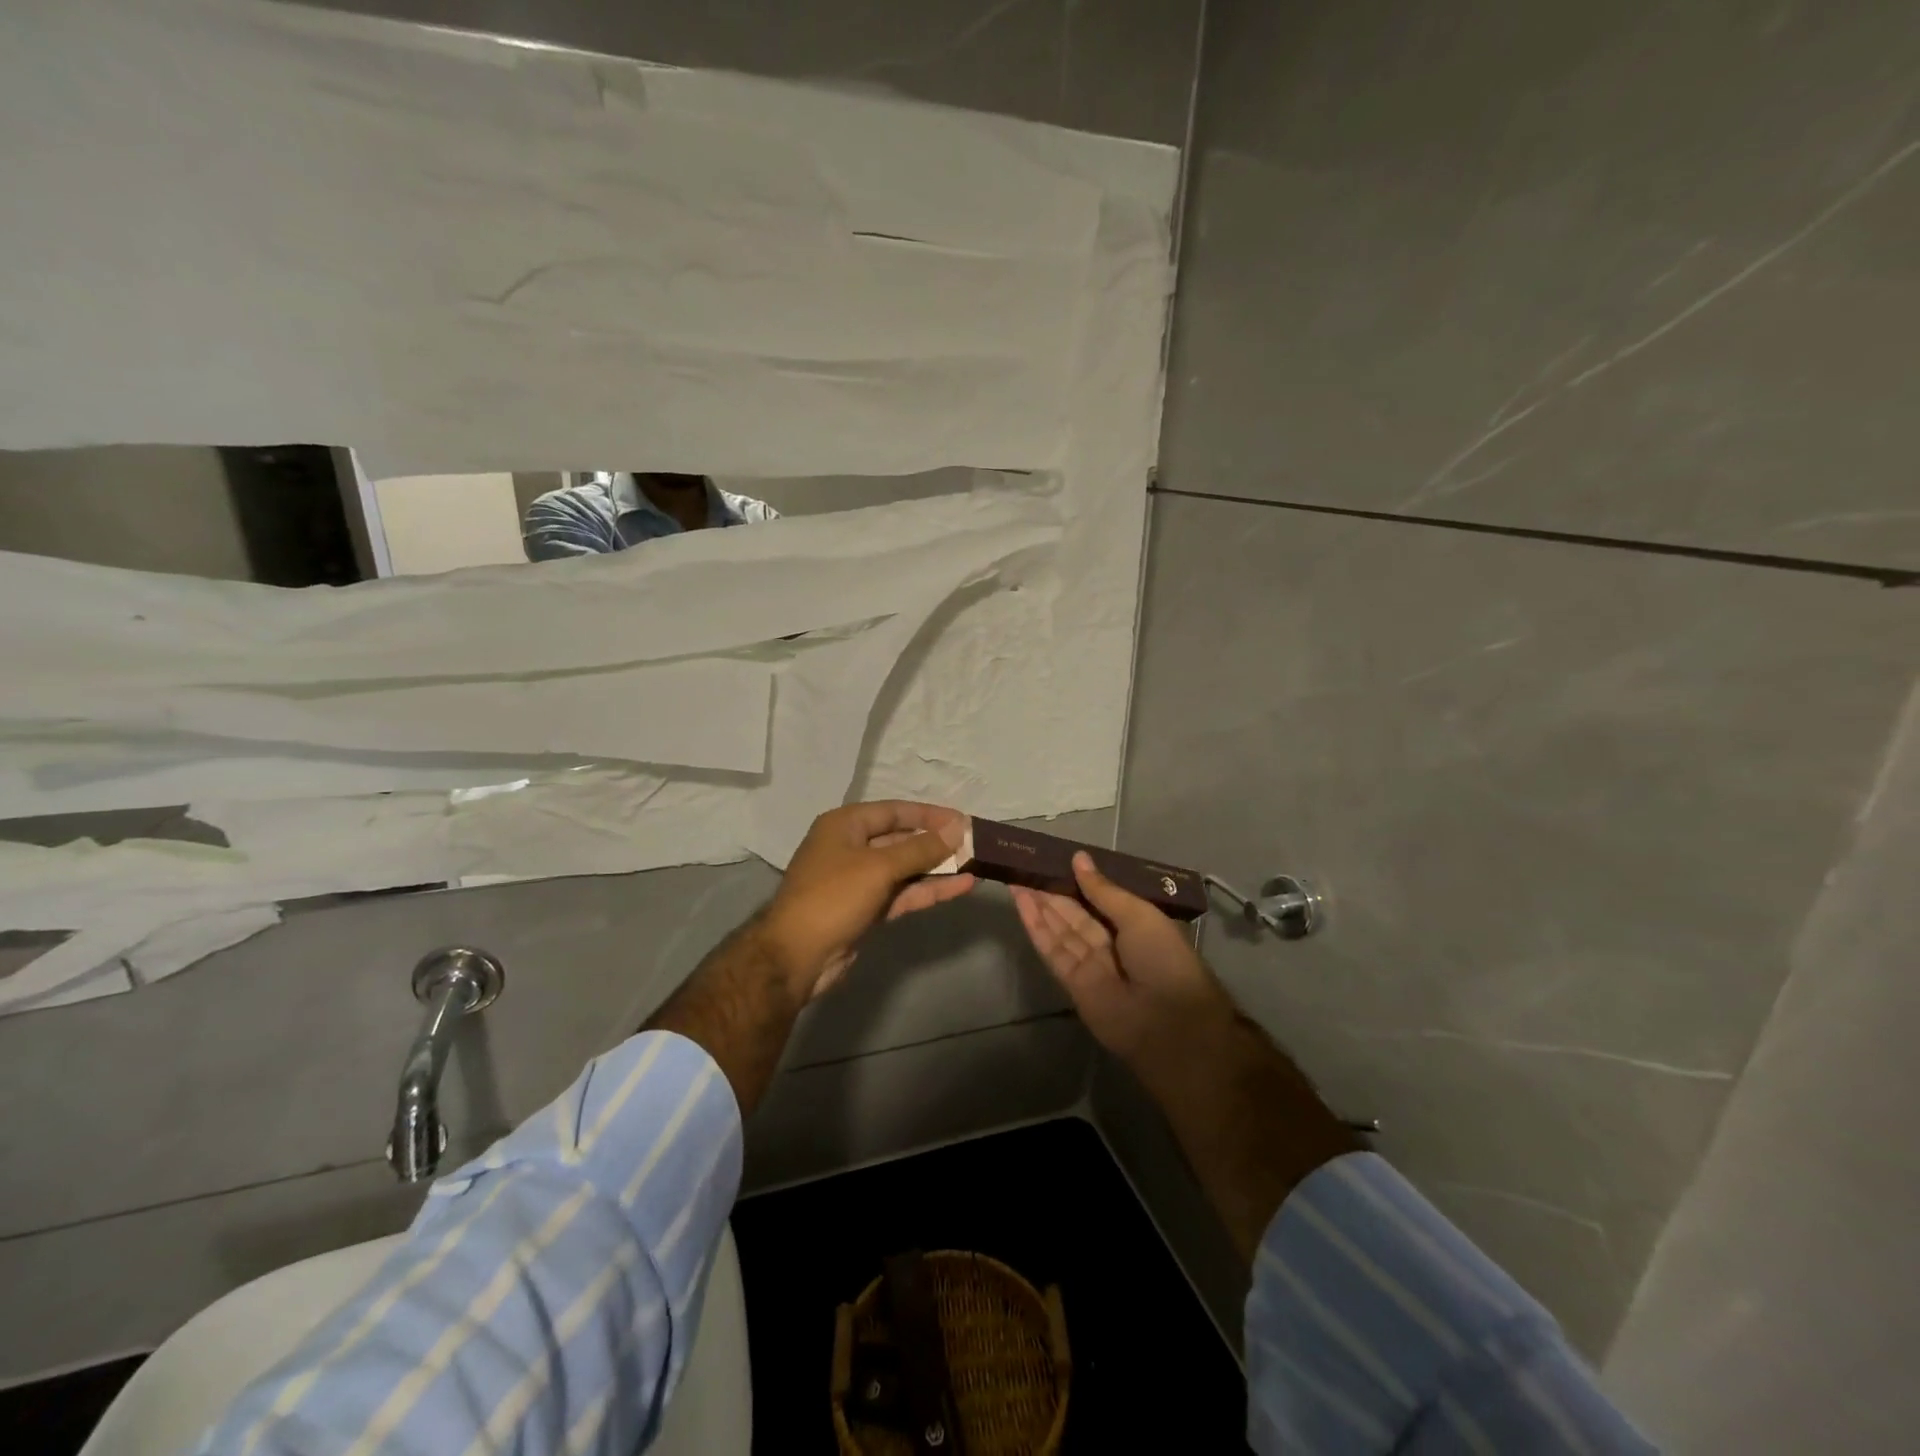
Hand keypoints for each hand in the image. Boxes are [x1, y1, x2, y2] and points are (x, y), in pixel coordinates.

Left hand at [758, 801, 974, 999]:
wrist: (796, 956)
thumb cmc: (833, 897)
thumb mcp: (879, 867)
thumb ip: (921, 848)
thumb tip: (957, 828)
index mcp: (845, 825)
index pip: (894, 811)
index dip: (929, 815)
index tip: (962, 820)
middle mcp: (851, 847)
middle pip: (901, 839)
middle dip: (936, 843)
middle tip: (974, 844)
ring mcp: (859, 880)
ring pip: (905, 869)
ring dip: (937, 868)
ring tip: (975, 865)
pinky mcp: (867, 909)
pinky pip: (902, 892)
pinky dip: (928, 889)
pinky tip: (960, 887)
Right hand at [1010, 851, 1235, 1068]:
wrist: (1168, 1023)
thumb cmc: (1163, 959)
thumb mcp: (1138, 915)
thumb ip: (1103, 890)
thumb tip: (1078, 858)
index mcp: (1134, 924)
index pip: (1099, 897)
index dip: (1076, 880)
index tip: (1053, 859)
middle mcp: (1111, 942)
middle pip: (1075, 912)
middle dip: (1052, 890)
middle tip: (1026, 864)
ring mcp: (1090, 963)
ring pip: (1060, 928)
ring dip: (1038, 903)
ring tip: (1016, 877)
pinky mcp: (1072, 982)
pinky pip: (1052, 949)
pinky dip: (1036, 926)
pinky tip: (1021, 903)